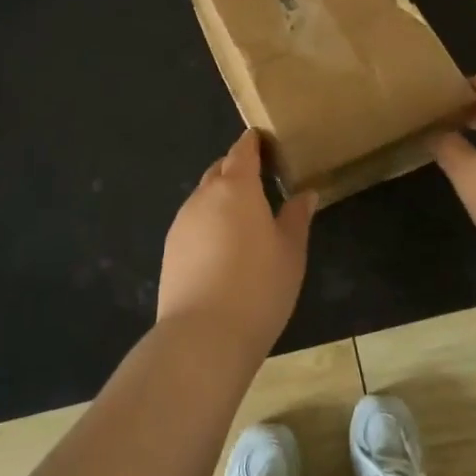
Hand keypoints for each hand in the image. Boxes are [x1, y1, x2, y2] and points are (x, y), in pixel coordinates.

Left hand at [158, 130, 316, 356]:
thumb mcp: (291, 252)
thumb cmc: (259, 286)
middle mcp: (204, 196)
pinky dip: (208, 223)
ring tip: (244, 218)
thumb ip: (296, 217)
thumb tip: (306, 193)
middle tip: (260, 180)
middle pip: (220, 170)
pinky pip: (193, 223)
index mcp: (236, 187)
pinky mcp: (170, 249)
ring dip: (222, 199)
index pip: (242, 151)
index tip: (264, 141)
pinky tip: (222, 248)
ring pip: (204, 197)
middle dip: (237, 169)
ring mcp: (182, 222)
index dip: (253, 143)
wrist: (203, 335)